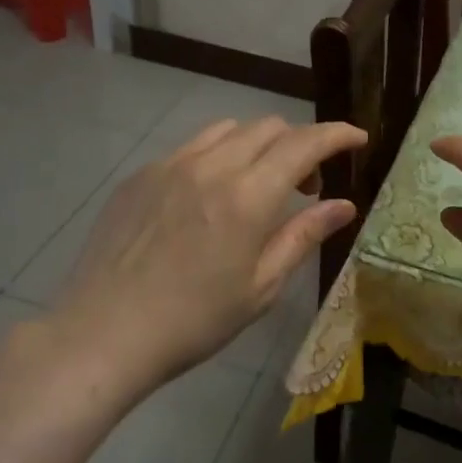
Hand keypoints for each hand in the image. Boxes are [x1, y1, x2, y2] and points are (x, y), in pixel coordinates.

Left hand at [37, 117, 366, 400]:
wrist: (103, 334)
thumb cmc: (193, 321)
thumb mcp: (261, 286)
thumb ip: (304, 236)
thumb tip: (345, 205)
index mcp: (247, 196)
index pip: (304, 143)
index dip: (337, 134)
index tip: (357, 139)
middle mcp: (211, 166)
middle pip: (268, 128)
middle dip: (299, 145)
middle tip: (305, 187)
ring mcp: (170, 165)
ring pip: (228, 130)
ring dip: (258, 146)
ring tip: (257, 186)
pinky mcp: (140, 175)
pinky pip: (191, 147)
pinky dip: (218, 156)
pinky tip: (209, 197)